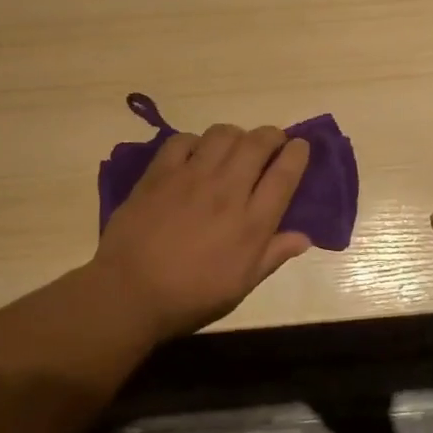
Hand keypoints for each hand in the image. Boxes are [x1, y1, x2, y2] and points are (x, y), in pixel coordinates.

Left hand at [91, 124, 312, 338]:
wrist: (129, 293)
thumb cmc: (190, 297)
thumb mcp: (240, 286)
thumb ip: (272, 256)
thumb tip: (303, 237)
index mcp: (252, 224)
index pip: (285, 174)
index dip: (297, 154)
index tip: (300, 147)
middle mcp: (227, 192)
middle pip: (258, 144)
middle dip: (272, 135)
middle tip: (272, 141)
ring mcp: (192, 178)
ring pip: (223, 134)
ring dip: (236, 135)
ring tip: (234, 146)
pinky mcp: (160, 174)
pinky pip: (183, 140)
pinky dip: (195, 141)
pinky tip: (195, 154)